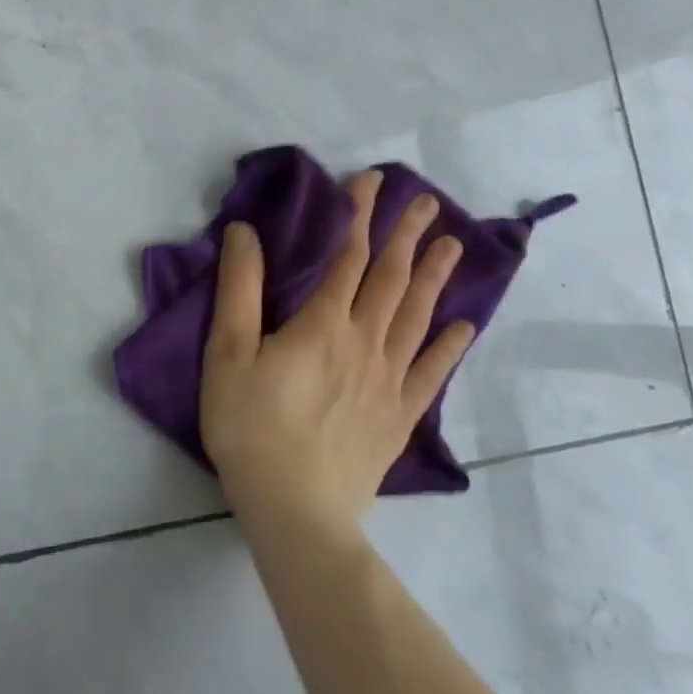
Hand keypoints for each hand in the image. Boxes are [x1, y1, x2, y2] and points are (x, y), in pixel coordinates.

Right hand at [200, 171, 471, 538]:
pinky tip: (464, 326)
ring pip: (417, 317)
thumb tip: (245, 231)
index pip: (348, 256)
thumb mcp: (229, 352)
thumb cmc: (251, 426)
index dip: (359, 215)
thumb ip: (239, 288)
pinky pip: (431, 373)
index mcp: (323, 323)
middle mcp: (365, 342)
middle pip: (391, 279)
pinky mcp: (399, 417)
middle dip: (407, 235)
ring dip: (435, 277)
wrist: (295, 512)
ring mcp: (389, 381)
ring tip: (452, 245)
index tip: (372, 181)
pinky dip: (449, 346)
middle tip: (426, 201)